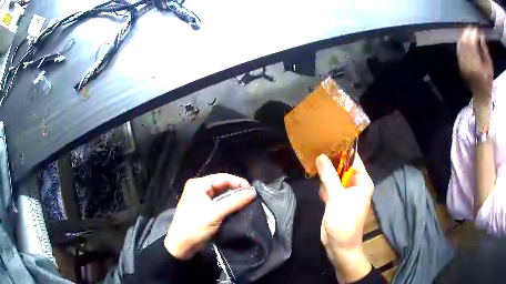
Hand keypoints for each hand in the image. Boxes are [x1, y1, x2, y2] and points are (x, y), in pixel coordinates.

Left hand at [164, 173, 255, 259]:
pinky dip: (227, 205)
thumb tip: (253, 193)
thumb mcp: (216, 213)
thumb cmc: (195, 226)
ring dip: (232, 198)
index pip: (222, 178)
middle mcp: (199, 188)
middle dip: (236, 190)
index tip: (252, 191)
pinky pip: (218, 203)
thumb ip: (235, 202)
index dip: (238, 182)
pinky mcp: (203, 209)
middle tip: (251, 197)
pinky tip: (237, 208)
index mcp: (198, 184)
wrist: (181, 245)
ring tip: (247, 202)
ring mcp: (200, 199)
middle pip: (221, 185)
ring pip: (221, 194)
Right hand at [316, 154, 373, 282]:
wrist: (339, 245)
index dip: (342, 149)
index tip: (327, 139)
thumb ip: (329, 176)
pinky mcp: (337, 201)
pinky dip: (325, 188)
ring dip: (326, 178)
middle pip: (342, 167)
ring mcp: (346, 193)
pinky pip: (330, 188)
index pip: (353, 159)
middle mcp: (356, 185)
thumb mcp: (336, 196)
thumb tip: (321, 156)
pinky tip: (322, 195)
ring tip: (320, 178)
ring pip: (334, 177)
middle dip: (331, 164)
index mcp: (362, 181)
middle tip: (317, 155)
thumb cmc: (344, 220)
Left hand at [457, 27, 492, 104]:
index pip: (473, 42)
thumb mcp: (490, 67)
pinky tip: (463, 37)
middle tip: (471, 27)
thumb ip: (485, 51)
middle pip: (466, 41)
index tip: (476, 29)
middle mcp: (468, 63)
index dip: (474, 33)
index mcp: (477, 64)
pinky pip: (459, 49)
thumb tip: (481, 36)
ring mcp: (463, 63)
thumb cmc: (488, 82)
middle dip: (468, 31)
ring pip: (461, 43)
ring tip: (468, 30)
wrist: (480, 95)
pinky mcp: (459, 64)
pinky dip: (461, 41)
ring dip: (464, 34)